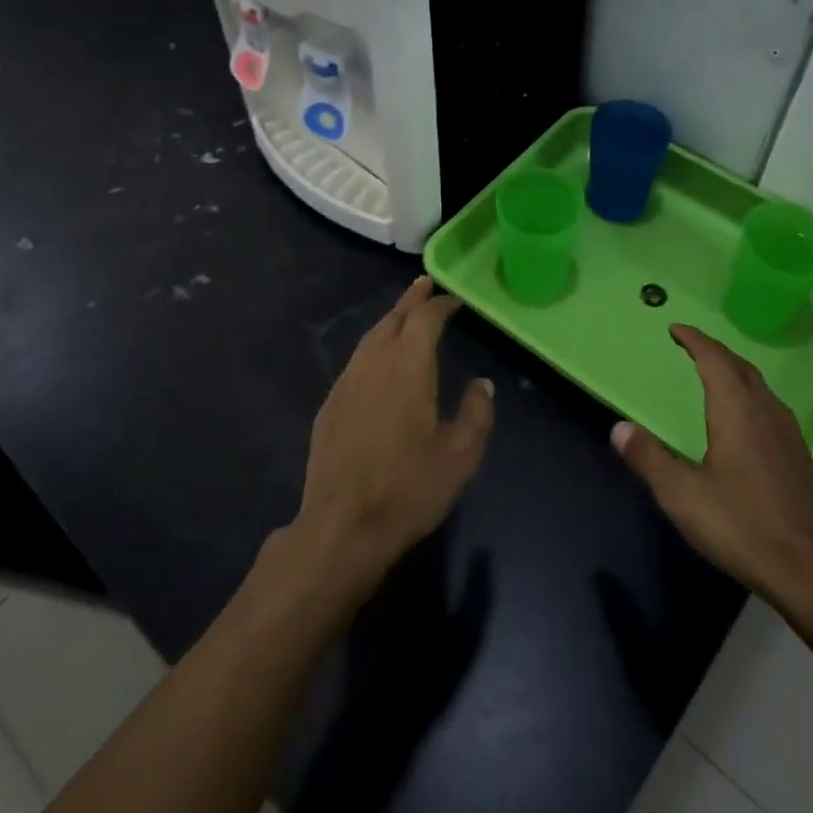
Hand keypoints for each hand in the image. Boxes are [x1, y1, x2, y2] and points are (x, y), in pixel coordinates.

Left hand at [294, 278, 494, 589]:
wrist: (342, 526)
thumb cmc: (409, 489)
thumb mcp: (460, 456)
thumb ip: (476, 414)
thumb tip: (482, 384)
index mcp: (408, 367)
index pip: (424, 319)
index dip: (439, 304)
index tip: (453, 299)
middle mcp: (373, 364)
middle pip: (392, 319)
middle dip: (411, 300)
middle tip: (425, 286)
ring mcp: (346, 383)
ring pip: (369, 337)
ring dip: (390, 321)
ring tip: (404, 315)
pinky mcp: (330, 405)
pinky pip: (355, 361)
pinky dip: (372, 347)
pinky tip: (377, 360)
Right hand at [612, 325, 812, 621]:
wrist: (812, 572)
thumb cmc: (742, 526)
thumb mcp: (682, 495)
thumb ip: (649, 458)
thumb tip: (619, 428)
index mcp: (737, 411)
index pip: (715, 360)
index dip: (695, 341)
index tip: (676, 329)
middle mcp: (766, 412)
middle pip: (741, 368)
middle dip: (715, 352)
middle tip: (692, 348)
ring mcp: (790, 435)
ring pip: (761, 388)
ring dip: (736, 373)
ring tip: (717, 377)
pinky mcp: (801, 459)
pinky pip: (771, 409)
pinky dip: (751, 397)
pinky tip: (746, 422)